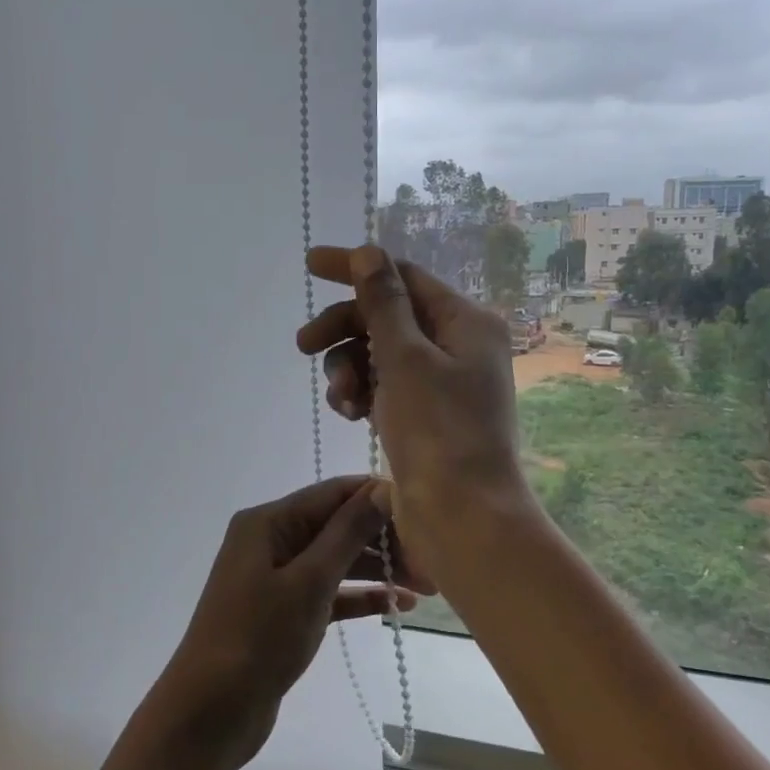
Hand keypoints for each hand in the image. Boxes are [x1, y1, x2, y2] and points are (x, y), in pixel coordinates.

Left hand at [151, 475, 419, 769]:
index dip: (378, 497)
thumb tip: (382, 490)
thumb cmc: (257, 638)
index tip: (425, 513)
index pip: (333, 494)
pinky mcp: (284, 612)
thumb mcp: (309, 581)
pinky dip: (360, 597)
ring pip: (336, 561)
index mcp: (268, 522)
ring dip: (378, 570)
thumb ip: (347, 534)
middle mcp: (271, 541)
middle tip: (433, 564)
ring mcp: (276, 578)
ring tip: (428, 587)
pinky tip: (398, 606)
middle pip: (337, 526)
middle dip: (384, 540)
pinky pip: (329, 593)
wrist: (209, 714)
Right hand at [296, 246, 533, 594]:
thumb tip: (368, 251)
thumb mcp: (405, 358)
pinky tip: (350, 414)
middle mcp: (458, 346)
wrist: (462, 518)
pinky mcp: (424, 416)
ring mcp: (441, 383)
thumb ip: (383, 302)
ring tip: (343, 400)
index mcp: (466, 322)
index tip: (310, 265)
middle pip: (387, 316)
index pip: (403, 277)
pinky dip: (361, 394)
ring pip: (379, 354)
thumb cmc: (440, 432)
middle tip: (303, 345)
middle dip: (344, 329)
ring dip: (350, 368)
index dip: (356, 269)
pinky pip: (383, 388)